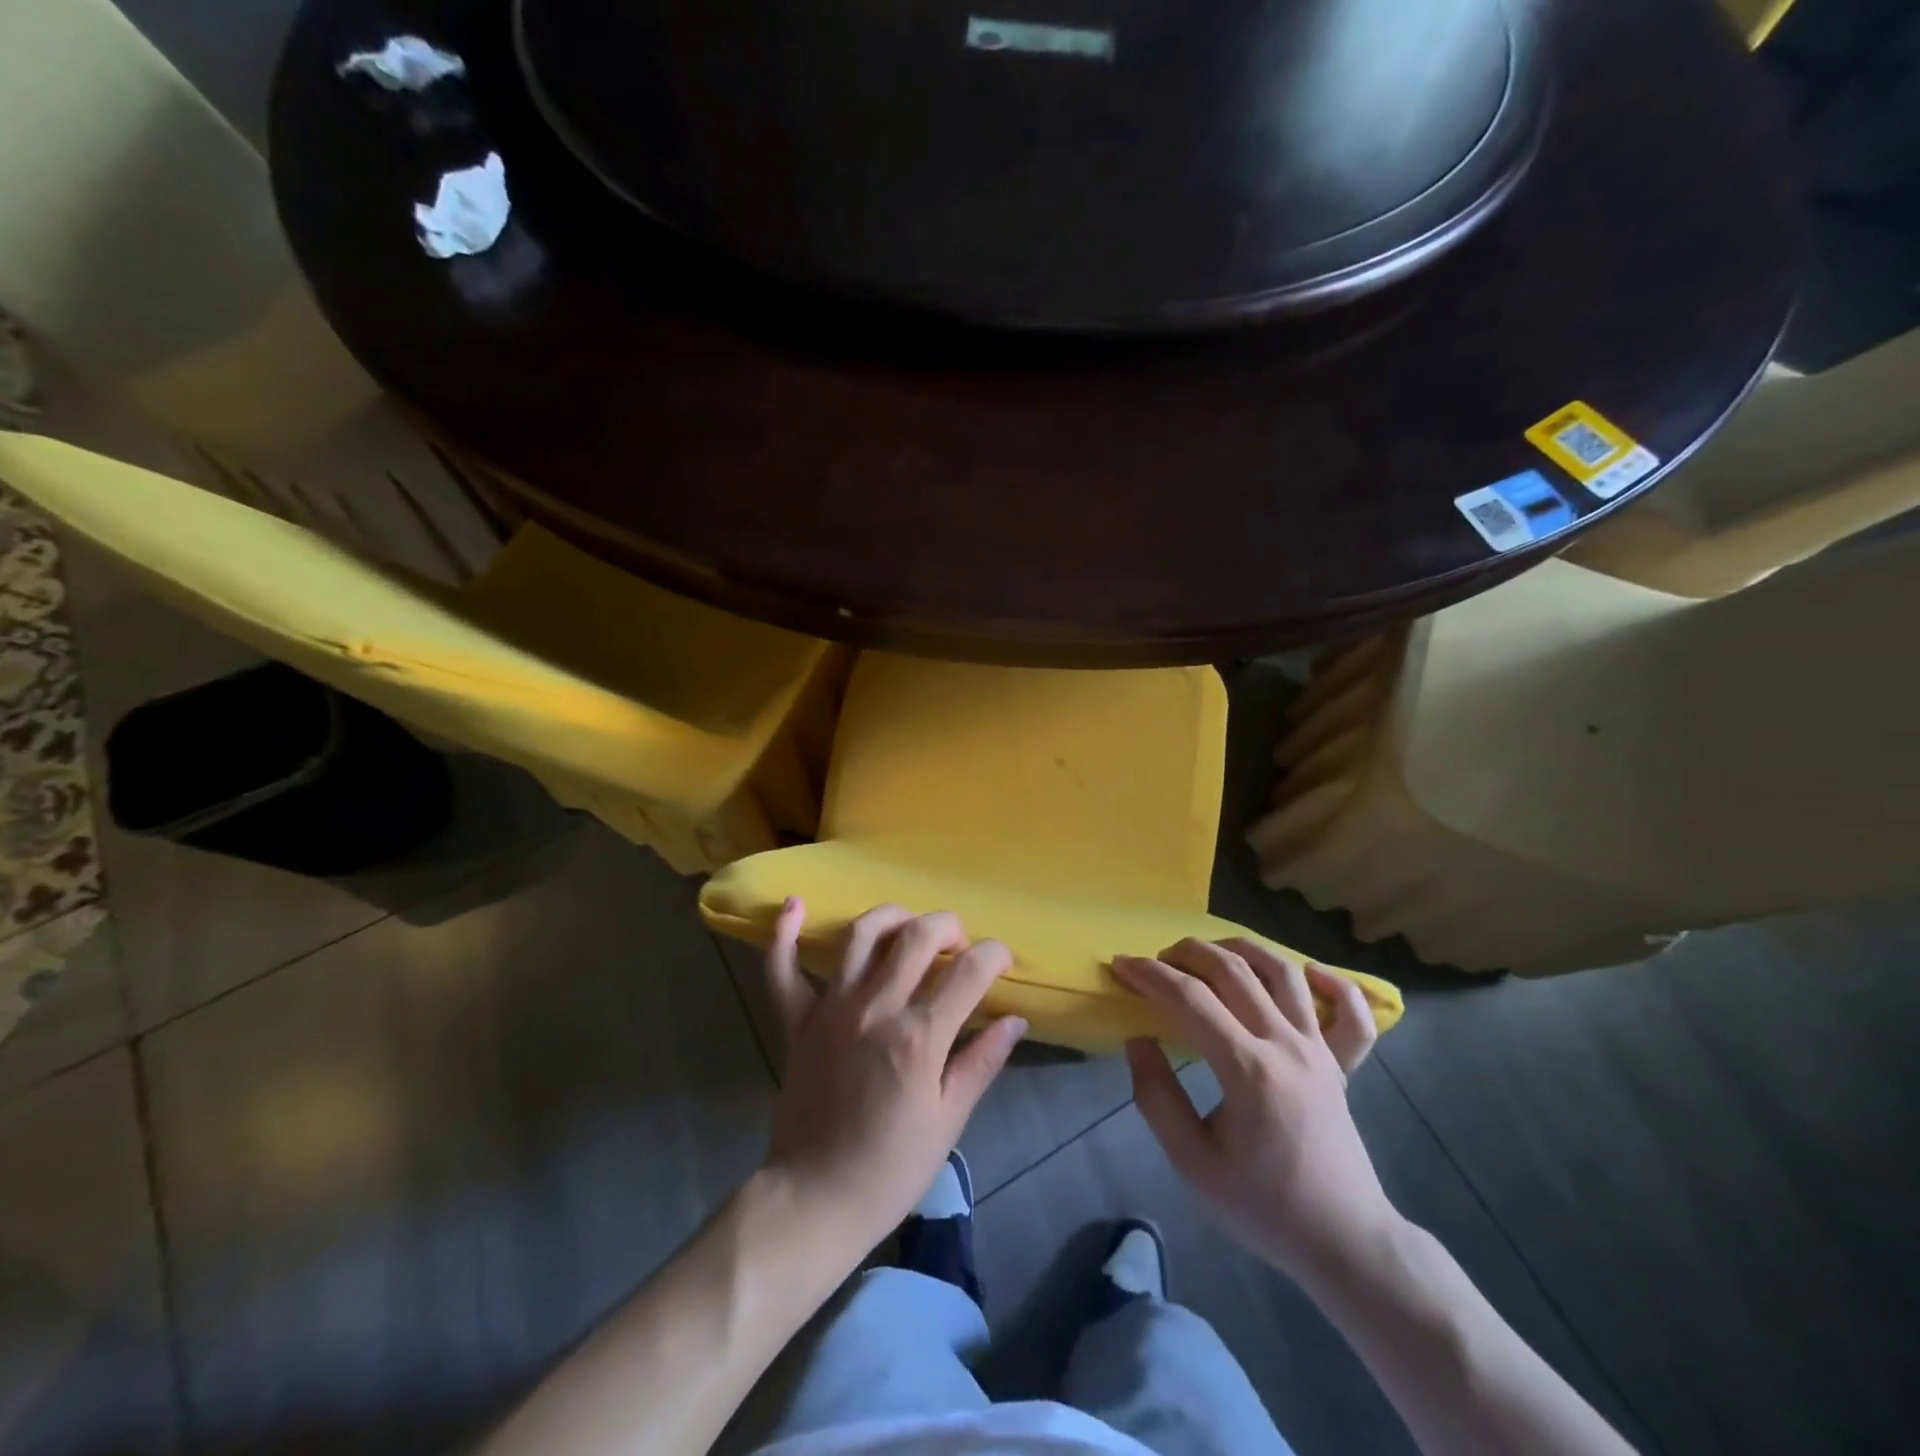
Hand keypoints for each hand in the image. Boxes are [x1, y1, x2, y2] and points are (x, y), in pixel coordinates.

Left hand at [758, 900, 1027, 1258]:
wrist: (814, 1200)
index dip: (994, 954)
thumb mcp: (948, 1122)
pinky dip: (783, 934)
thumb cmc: (890, 1169)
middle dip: (947, 926)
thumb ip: (980, 1062)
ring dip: (890, 917)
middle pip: (916, 937)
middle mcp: (875, 1008)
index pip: (968, 971)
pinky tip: (795, 904)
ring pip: (859, 936)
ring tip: (908, 925)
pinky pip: (781, 969)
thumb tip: (1015, 1021)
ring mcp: (830, 1009)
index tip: (1002, 958)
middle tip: (959, 942)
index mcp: (918, 1037)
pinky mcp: (796, 1021)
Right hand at [1114, 939, 1398, 1280]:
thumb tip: (1139, 1040)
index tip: (1121, 966)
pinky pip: (1350, 1012)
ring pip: (1283, 972)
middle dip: (1186, 953)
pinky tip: (1307, 972)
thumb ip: (1156, 1097)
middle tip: (1156, 959)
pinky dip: (1333, 982)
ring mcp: (1320, 1050)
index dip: (1150, 975)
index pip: (1189, 1000)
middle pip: (1233, 971)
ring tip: (1209, 952)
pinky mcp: (1342, 1063)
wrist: (1343, 1243)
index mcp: (1248, 1070)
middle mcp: (1286, 1045)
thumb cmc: (1263, 1207)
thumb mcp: (1192, 1164)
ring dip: (1241, 949)